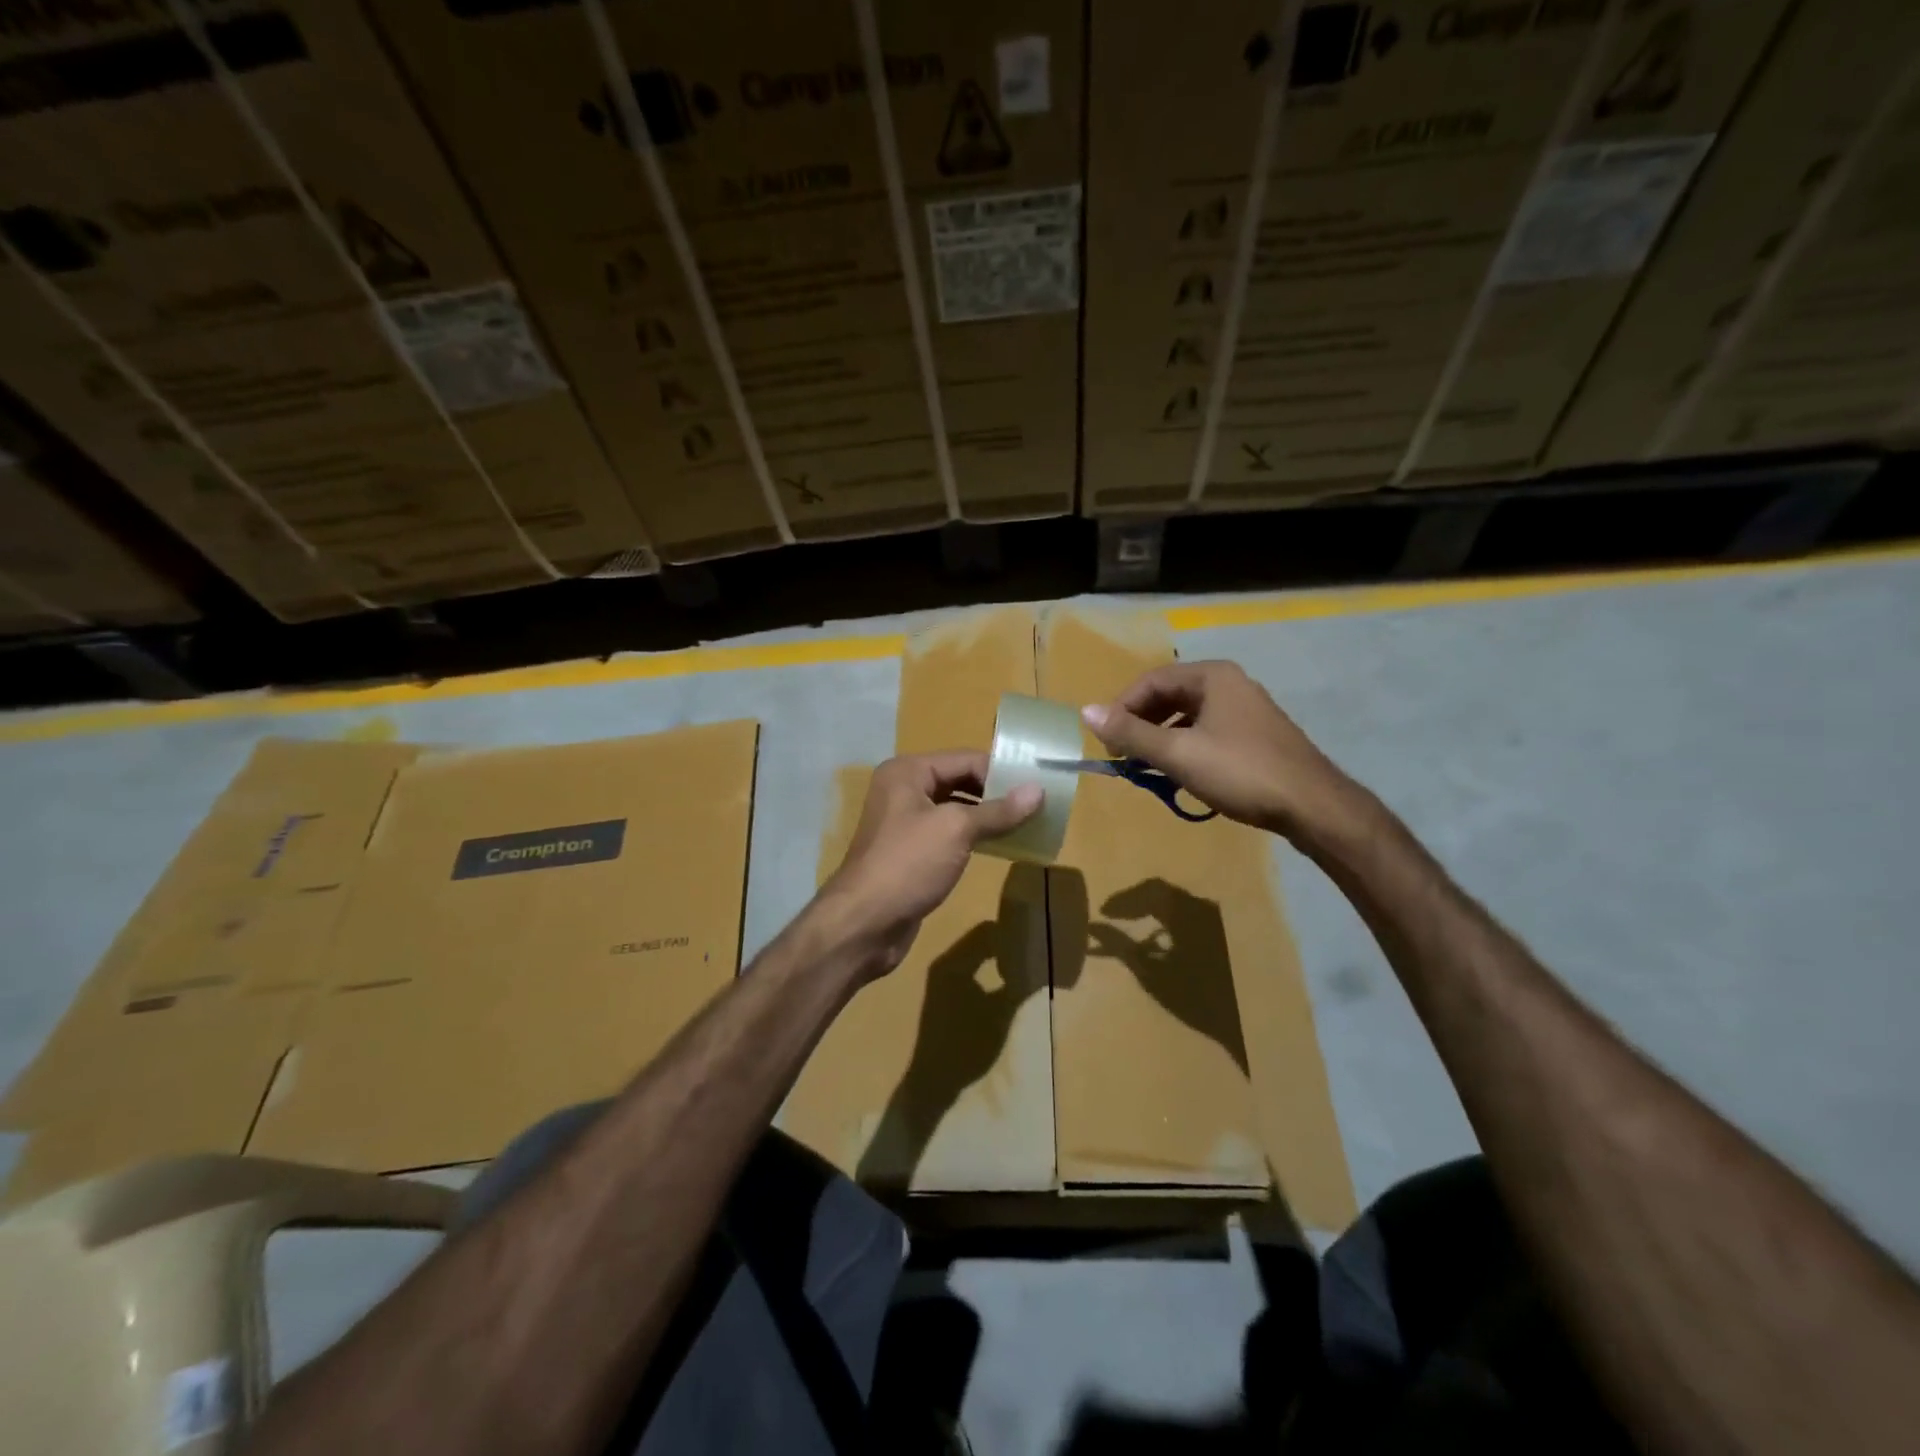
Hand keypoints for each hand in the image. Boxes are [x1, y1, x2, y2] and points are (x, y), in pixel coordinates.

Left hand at [815, 751, 1040, 977]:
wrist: (864, 923)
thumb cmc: (908, 863)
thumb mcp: (956, 830)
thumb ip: (998, 810)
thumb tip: (1038, 790)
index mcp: (908, 772)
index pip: (965, 759)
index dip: (1001, 771)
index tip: (1038, 786)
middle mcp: (903, 789)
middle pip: (959, 780)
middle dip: (996, 793)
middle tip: (1036, 806)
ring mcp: (904, 822)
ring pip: (955, 808)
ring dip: (987, 815)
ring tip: (1025, 824)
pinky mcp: (910, 852)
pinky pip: (948, 833)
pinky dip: (973, 836)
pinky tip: (998, 845)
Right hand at [1080, 661, 1357, 842]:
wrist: (1313, 806)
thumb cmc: (1241, 773)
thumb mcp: (1178, 753)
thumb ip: (1131, 733)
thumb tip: (1085, 711)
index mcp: (1211, 676)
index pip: (1150, 681)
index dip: (1121, 708)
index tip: (1106, 741)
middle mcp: (1229, 683)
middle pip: (1168, 695)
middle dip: (1140, 723)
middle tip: (1122, 755)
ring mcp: (1245, 709)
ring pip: (1187, 715)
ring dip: (1160, 738)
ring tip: (1144, 766)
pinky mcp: (1254, 734)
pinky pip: (1206, 731)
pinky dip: (1184, 747)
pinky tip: (1178, 773)